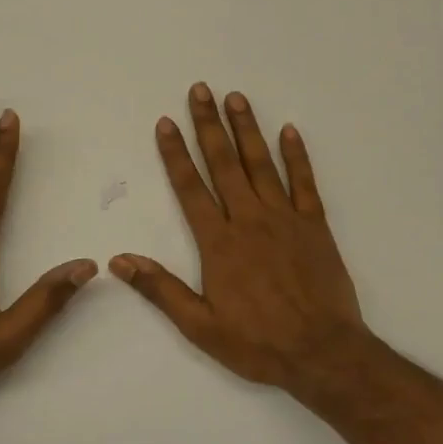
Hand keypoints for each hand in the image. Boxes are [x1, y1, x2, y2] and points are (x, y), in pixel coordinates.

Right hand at [110, 83, 369, 390]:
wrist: (323, 353)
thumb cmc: (258, 343)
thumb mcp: (200, 326)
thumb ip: (160, 289)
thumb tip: (119, 260)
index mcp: (219, 242)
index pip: (190, 187)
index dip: (175, 153)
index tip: (166, 123)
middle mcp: (249, 220)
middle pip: (224, 163)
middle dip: (209, 124)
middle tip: (200, 90)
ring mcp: (285, 218)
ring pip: (261, 164)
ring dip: (247, 129)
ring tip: (236, 97)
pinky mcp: (315, 225)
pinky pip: (305, 182)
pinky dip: (297, 155)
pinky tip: (290, 130)